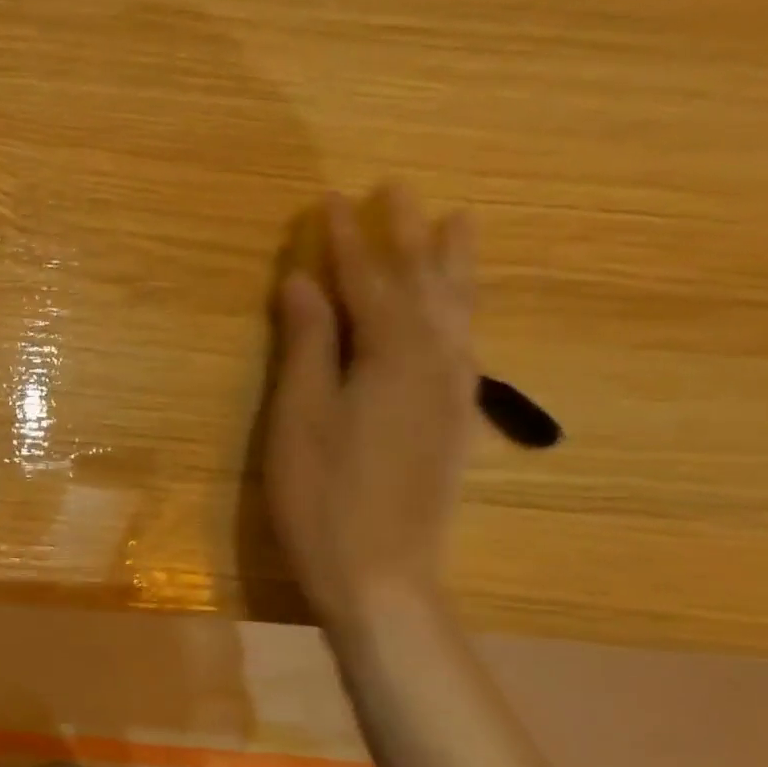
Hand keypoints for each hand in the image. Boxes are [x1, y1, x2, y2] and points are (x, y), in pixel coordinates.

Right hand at [265, 184, 476, 625]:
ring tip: (458, 222)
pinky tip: (463, 313)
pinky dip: (464, 313)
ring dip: (452, 264)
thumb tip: (303, 281)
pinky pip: (467, 345)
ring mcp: (454, 393)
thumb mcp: (299, 418)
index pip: (367, 279)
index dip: (346, 239)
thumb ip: (308, 345)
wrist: (383, 576)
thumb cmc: (323, 498)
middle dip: (407, 235)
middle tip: (398, 190)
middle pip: (423, 283)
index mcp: (391, 353)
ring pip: (458, 310)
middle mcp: (436, 360)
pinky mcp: (457, 423)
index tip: (330, 199)